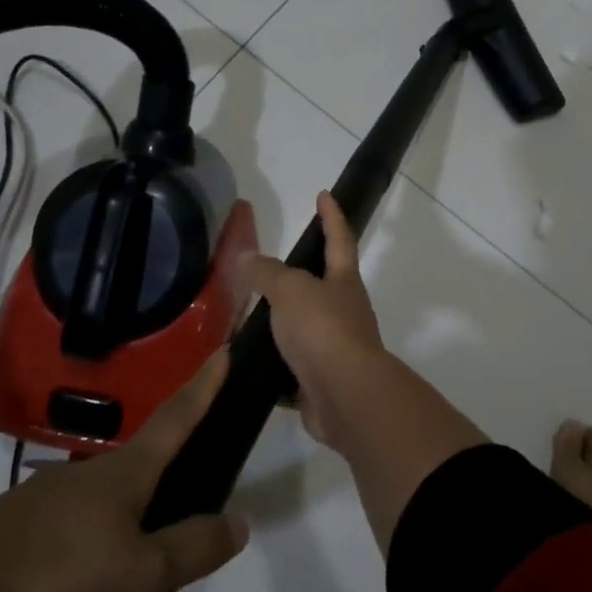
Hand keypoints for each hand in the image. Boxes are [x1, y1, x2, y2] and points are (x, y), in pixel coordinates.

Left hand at [0, 355, 246, 591]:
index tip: (224, 350)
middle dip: (163, 565)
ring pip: (107, 561)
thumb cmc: (54, 581)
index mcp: (126, 475)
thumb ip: (194, 548)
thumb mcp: (141, 575)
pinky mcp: (11, 555)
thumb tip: (239, 520)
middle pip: (146, 512)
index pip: (178, 418)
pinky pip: (67, 587)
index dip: (206, 386)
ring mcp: (45, 519)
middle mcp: (88, 486)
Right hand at [248, 192, 387, 446]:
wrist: (345, 396)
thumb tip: (247, 258)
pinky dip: (273, 366)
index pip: (339, 238)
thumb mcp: (291, 290)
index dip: (331, 216)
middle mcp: (345, 312)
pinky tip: (248, 365)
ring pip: (304, 330)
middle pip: (322, 287)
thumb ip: (268, 273)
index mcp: (343, 282)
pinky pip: (292, 369)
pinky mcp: (319, 382)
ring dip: (281, 326)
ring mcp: (335, 349)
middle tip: (266, 271)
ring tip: (245, 320)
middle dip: (299, 278)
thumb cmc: (323, 330)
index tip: (324, 195)